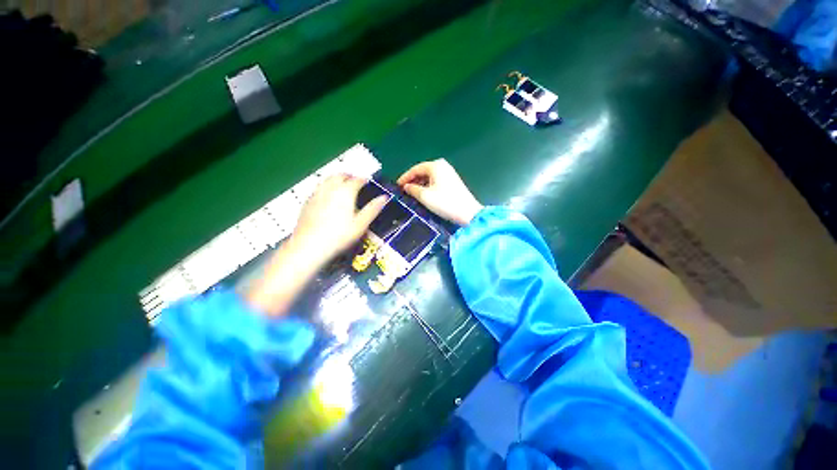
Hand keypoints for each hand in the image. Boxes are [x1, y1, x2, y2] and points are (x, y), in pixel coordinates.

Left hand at [292, 174, 387, 263]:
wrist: (310, 246)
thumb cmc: (339, 236)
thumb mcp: (361, 224)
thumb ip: (373, 209)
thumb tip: (384, 197)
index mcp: (345, 192)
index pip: (356, 180)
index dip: (363, 179)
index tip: (367, 181)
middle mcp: (330, 189)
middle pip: (339, 175)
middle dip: (349, 176)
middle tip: (355, 180)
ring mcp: (316, 194)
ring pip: (327, 179)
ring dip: (336, 179)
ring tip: (341, 185)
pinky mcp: (307, 202)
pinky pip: (318, 188)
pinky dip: (325, 187)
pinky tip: (326, 196)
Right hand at [397, 159, 482, 225]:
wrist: (467, 213)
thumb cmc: (445, 202)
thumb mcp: (425, 196)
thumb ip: (413, 189)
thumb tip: (406, 186)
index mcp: (436, 166)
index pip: (415, 169)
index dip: (405, 177)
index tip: (397, 186)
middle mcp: (443, 166)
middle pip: (423, 171)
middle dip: (412, 181)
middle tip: (403, 190)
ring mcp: (449, 173)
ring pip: (429, 177)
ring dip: (420, 184)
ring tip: (411, 194)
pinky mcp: (452, 182)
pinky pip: (435, 181)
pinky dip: (428, 187)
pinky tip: (423, 195)